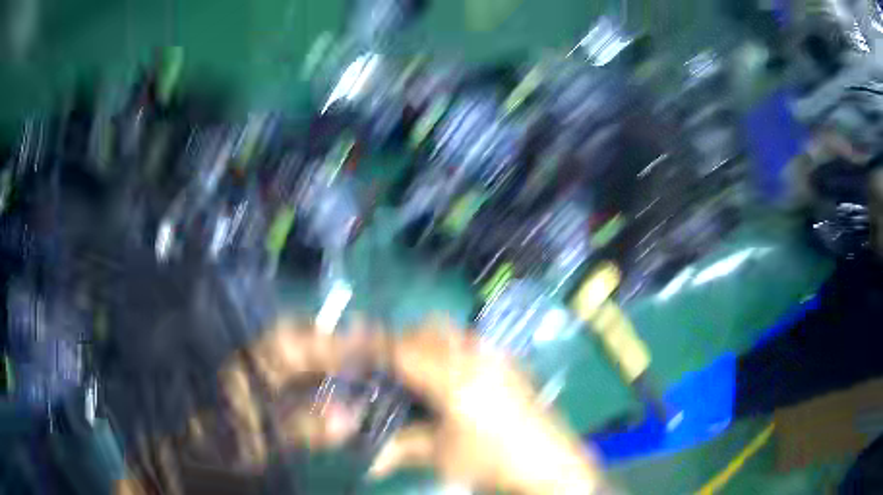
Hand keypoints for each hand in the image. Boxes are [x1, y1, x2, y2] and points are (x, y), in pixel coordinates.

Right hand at [368, 320, 609, 494]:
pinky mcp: (511, 363)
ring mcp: (498, 357)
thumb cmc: (493, 461)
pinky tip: (450, 374)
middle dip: (404, 338)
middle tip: (386, 361)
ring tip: (416, 366)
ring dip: (429, 340)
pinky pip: (473, 342)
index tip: (356, 346)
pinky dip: (452, 347)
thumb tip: (369, 463)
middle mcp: (477, 358)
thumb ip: (402, 449)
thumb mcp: (442, 456)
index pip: (406, 351)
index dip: (378, 346)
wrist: (550, 463)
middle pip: (431, 329)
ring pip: (454, 331)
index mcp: (455, 380)